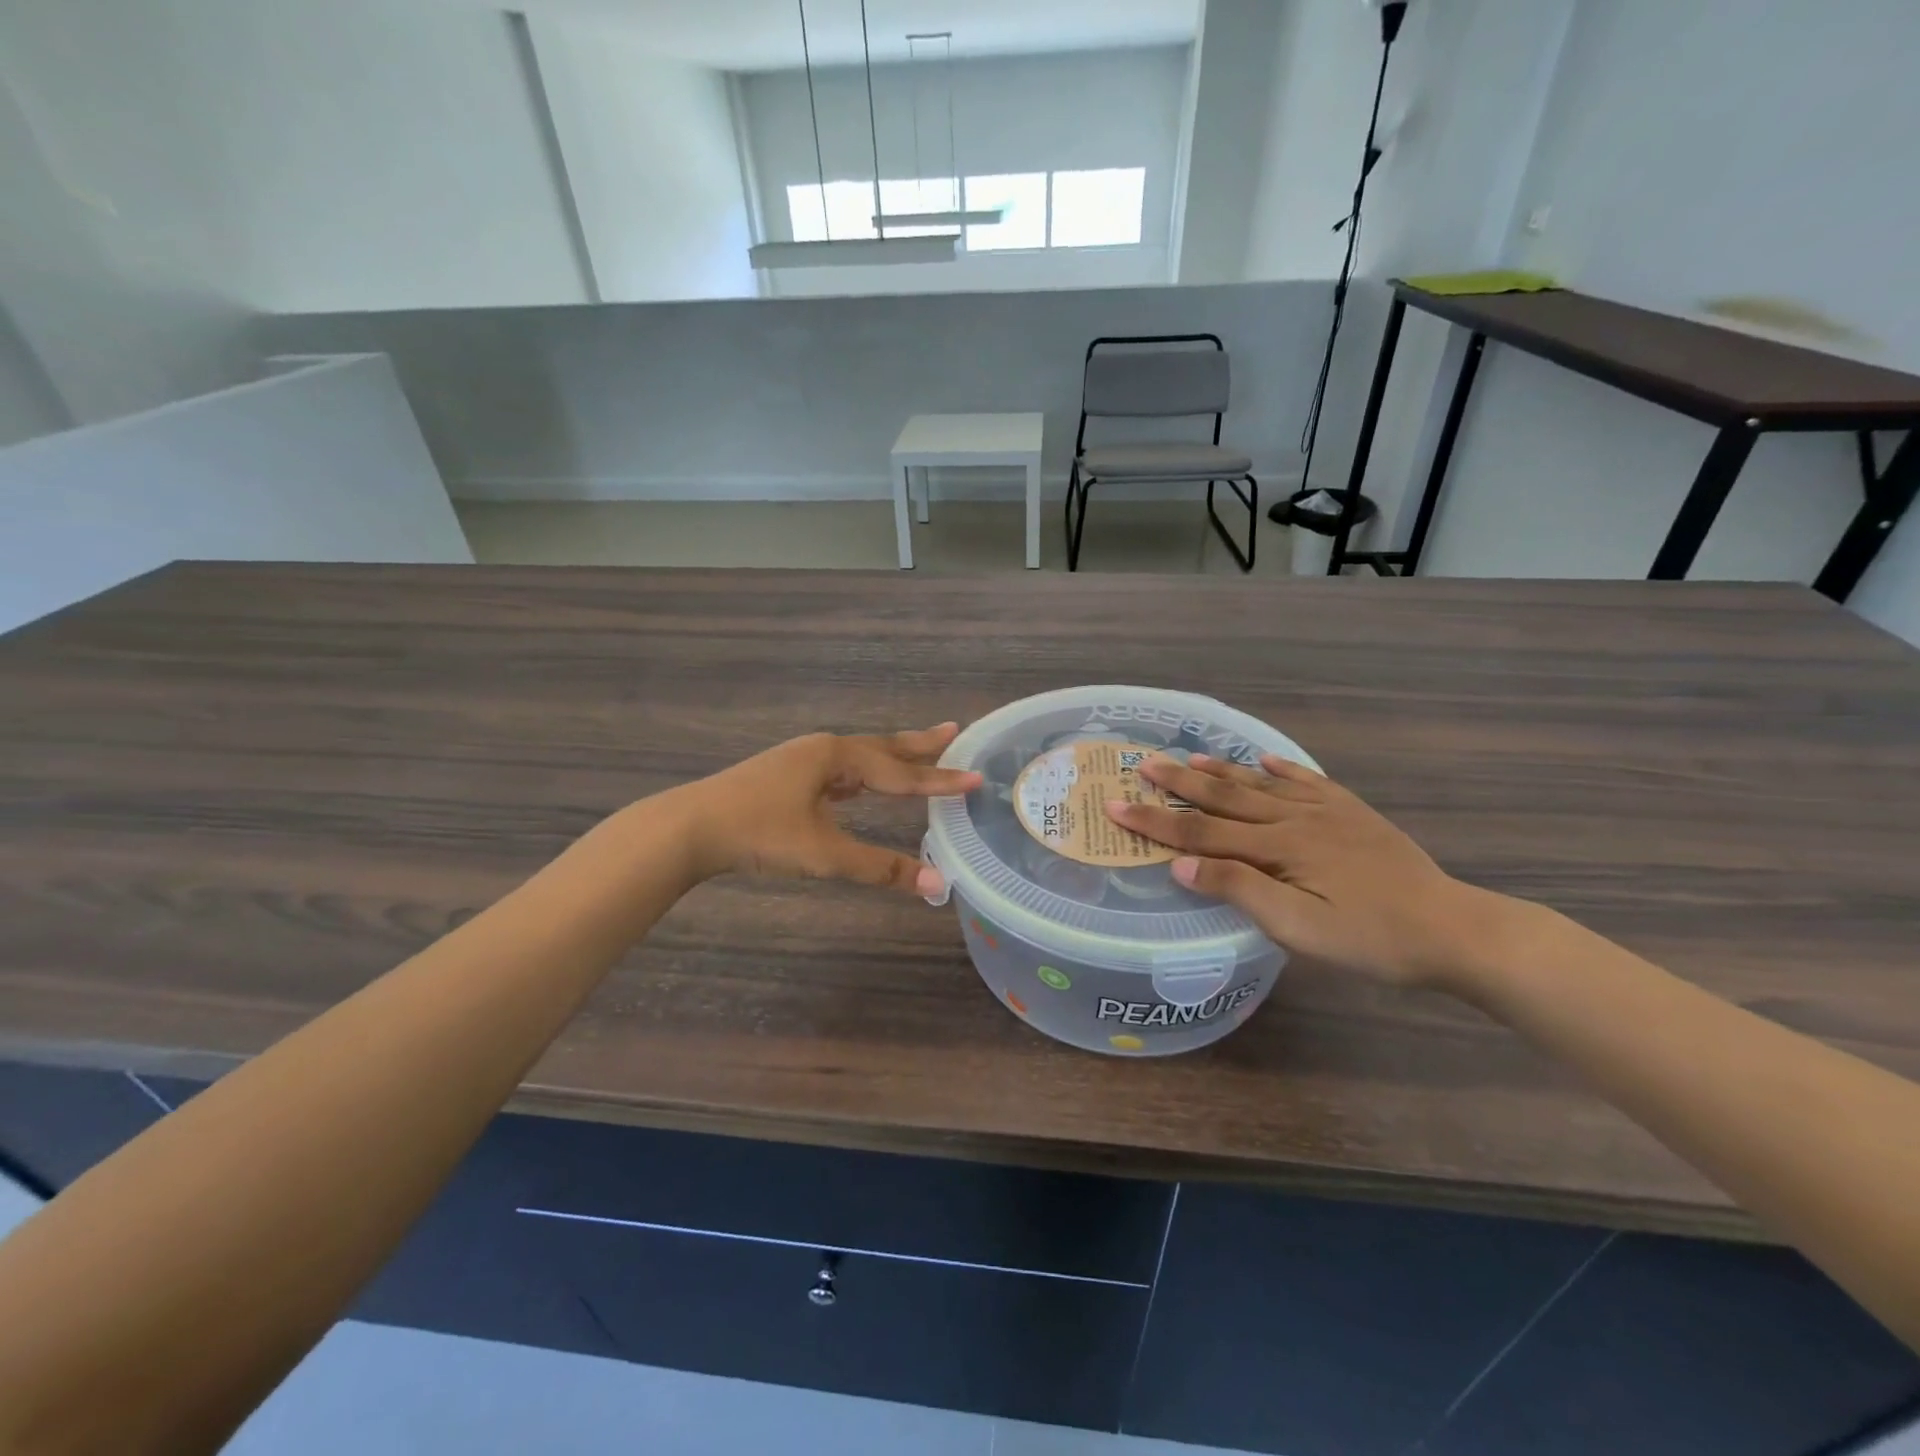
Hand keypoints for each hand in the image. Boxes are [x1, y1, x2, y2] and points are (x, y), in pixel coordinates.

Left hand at [672, 725, 980, 895]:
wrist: (689, 828)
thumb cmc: (759, 834)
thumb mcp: (823, 853)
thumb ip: (879, 868)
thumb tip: (934, 885)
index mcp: (836, 757)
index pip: (899, 772)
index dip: (939, 780)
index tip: (975, 777)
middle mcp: (822, 750)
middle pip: (882, 748)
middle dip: (919, 744)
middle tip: (954, 731)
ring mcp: (801, 761)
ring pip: (859, 758)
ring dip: (890, 757)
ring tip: (917, 754)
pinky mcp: (786, 777)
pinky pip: (838, 771)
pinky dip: (861, 775)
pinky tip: (859, 786)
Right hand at [1107, 753, 1511, 988]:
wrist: (1453, 929)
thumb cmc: (1370, 939)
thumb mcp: (1299, 928)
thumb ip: (1240, 891)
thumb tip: (1181, 865)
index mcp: (1277, 847)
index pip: (1201, 830)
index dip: (1155, 819)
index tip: (1114, 804)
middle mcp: (1295, 818)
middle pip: (1225, 797)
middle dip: (1178, 783)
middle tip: (1141, 763)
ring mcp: (1327, 811)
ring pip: (1260, 784)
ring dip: (1220, 771)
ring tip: (1187, 758)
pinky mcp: (1352, 813)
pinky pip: (1307, 781)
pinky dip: (1279, 769)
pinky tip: (1264, 761)